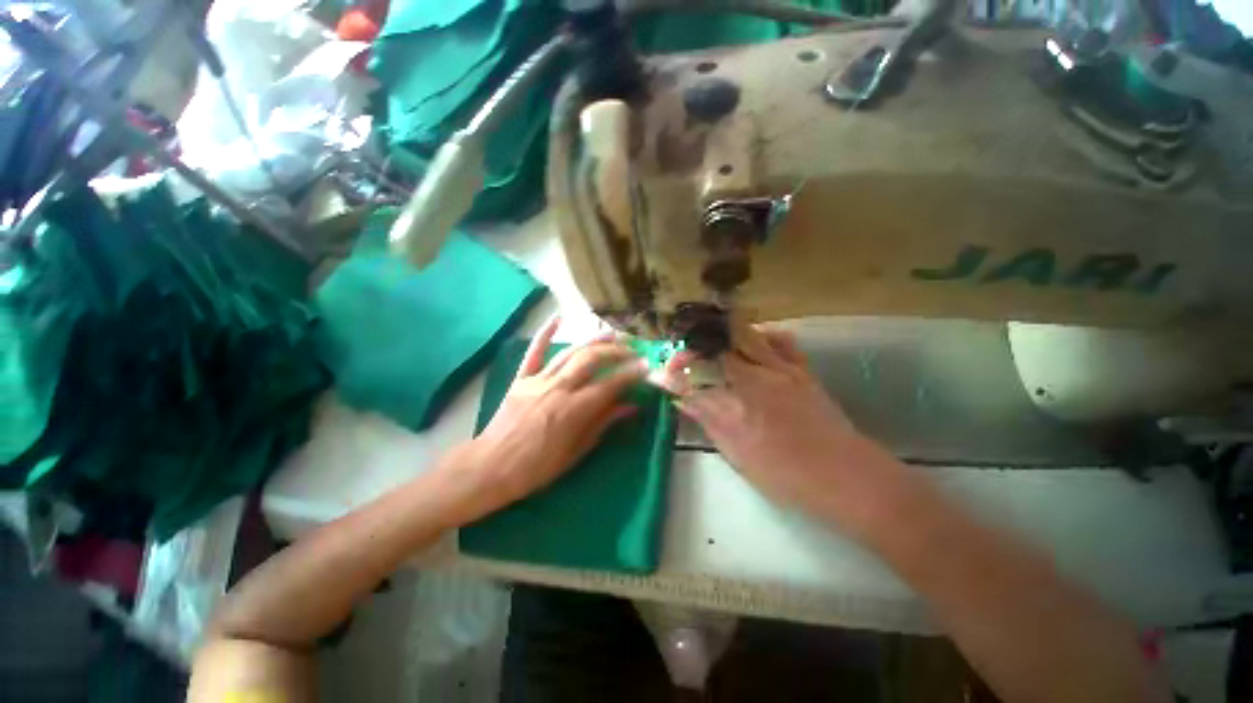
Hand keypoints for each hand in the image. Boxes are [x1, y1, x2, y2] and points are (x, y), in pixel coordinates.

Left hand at [451, 316, 647, 520]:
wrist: (490, 467)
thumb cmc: (536, 467)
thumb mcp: (575, 451)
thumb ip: (603, 423)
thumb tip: (630, 406)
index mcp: (574, 409)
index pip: (610, 384)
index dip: (631, 373)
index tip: (646, 366)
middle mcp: (559, 388)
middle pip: (592, 360)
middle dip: (616, 351)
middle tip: (633, 350)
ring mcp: (538, 380)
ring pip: (570, 352)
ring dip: (593, 341)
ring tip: (612, 334)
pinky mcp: (521, 378)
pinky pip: (534, 352)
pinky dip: (545, 334)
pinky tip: (557, 318)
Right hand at [653, 323, 907, 529]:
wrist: (847, 477)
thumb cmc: (787, 473)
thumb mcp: (739, 453)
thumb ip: (709, 420)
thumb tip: (683, 399)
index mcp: (739, 397)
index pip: (699, 372)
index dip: (679, 368)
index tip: (668, 374)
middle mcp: (758, 375)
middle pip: (721, 345)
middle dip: (699, 343)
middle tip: (688, 351)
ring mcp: (784, 370)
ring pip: (750, 336)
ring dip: (727, 332)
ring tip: (714, 337)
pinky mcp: (804, 372)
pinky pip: (783, 342)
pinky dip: (766, 336)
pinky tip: (759, 341)